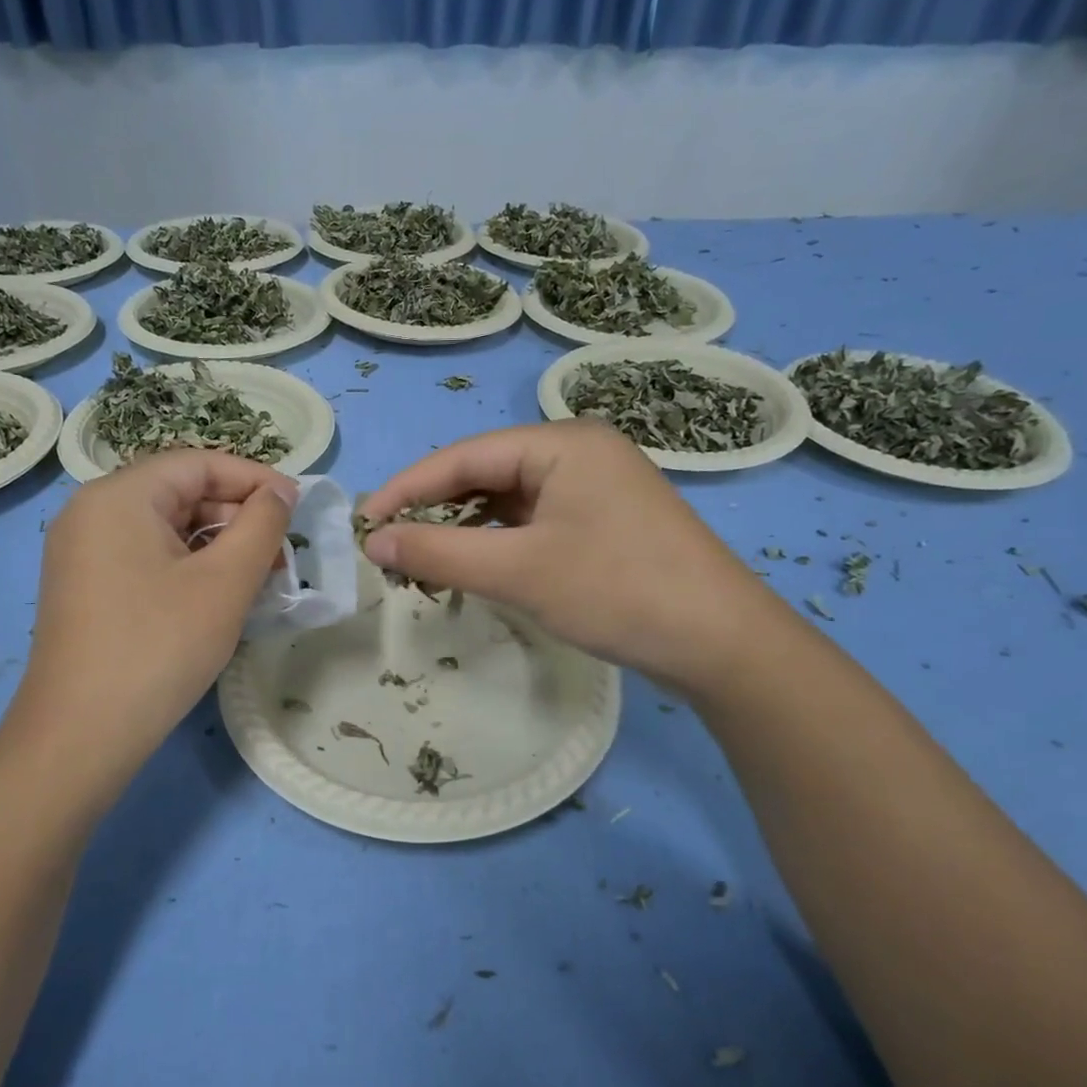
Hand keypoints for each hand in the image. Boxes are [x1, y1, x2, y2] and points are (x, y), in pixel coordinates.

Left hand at [10, 451, 296, 779]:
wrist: (81, 735)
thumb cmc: (160, 647)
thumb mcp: (225, 581)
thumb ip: (262, 524)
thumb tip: (279, 492)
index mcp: (119, 496)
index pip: (199, 463)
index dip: (255, 478)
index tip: (298, 506)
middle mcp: (92, 512)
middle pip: (181, 492)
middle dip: (238, 517)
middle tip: (282, 553)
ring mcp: (83, 551)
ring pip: (166, 528)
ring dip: (218, 545)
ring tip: (261, 578)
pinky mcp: (85, 586)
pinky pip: (147, 556)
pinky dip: (189, 566)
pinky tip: (221, 596)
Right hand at [359, 421, 773, 693]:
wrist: (722, 643)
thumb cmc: (617, 591)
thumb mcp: (519, 571)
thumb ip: (439, 553)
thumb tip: (375, 542)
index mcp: (561, 443)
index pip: (463, 457)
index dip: (407, 489)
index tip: (365, 525)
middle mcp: (579, 452)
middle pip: (485, 474)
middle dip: (435, 511)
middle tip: (391, 549)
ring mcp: (596, 487)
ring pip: (509, 500)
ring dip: (465, 530)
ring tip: (424, 563)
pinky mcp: (605, 521)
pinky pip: (534, 521)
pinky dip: (499, 542)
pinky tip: (477, 566)